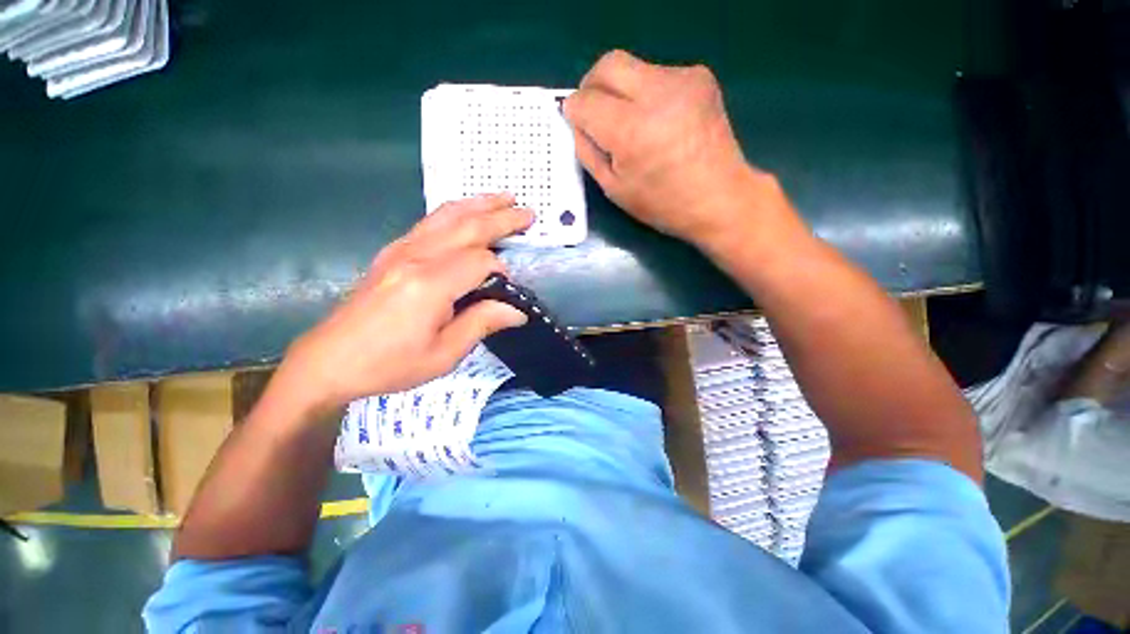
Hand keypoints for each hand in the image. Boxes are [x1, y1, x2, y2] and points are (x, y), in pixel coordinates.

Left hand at [274, 195, 532, 416]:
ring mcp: (400, 250)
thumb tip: (517, 311)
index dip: (501, 272)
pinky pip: (429, 222)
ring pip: (447, 215)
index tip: (510, 290)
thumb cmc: (389, 364)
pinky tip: (466, 212)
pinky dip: (454, 211)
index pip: (480, 262)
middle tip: (528, 212)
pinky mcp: (392, 252)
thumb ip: (481, 324)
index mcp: (430, 285)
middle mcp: (416, 257)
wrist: (330, 361)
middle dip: (502, 218)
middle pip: (467, 227)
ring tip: (503, 197)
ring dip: (479, 204)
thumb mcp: (443, 354)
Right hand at [563, 50, 768, 246]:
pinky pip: (657, 74)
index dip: (574, 112)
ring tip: (632, 123)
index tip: (578, 125)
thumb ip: (588, 152)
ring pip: (632, 68)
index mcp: (631, 130)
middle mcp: (657, 93)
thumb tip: (578, 124)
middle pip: (607, 65)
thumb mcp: (614, 189)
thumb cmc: (663, 204)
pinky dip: (646, 93)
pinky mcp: (699, 76)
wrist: (720, 197)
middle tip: (594, 112)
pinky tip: (657, 120)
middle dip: (591, 86)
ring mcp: (682, 79)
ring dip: (621, 92)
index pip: (585, 100)